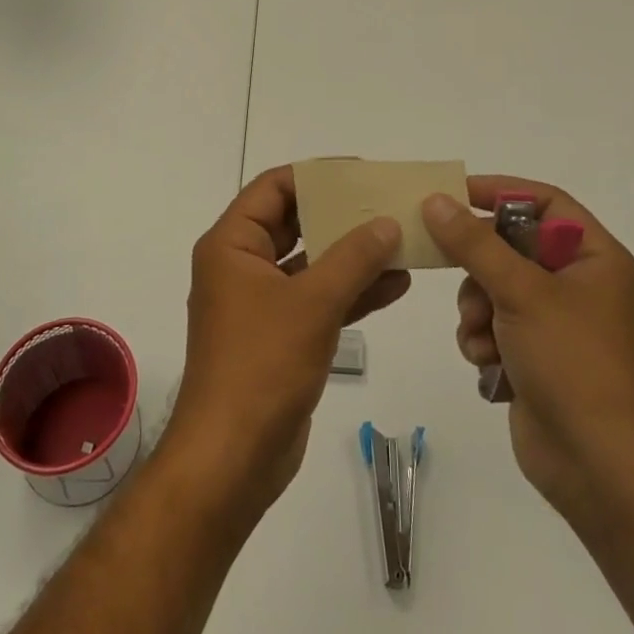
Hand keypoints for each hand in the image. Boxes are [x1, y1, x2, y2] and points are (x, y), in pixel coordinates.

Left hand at [168, 166, 409, 513]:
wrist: (232, 460)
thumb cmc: (262, 366)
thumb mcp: (313, 303)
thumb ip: (354, 258)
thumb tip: (388, 223)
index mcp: (231, 245)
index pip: (274, 188)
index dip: (316, 175)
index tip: (360, 172)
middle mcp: (242, 265)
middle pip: (294, 222)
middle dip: (341, 215)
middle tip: (386, 203)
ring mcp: (261, 303)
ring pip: (311, 263)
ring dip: (353, 254)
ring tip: (401, 240)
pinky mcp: (280, 335)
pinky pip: (318, 299)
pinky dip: (351, 291)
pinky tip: (396, 284)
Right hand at [422, 177, 633, 520]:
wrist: (599, 468)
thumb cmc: (572, 363)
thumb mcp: (521, 292)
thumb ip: (473, 243)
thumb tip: (435, 201)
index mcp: (593, 257)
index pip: (544, 201)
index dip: (500, 192)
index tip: (453, 194)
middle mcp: (576, 283)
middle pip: (510, 245)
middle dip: (479, 266)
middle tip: (454, 270)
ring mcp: (553, 322)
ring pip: (493, 287)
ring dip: (476, 309)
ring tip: (482, 335)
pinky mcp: (533, 355)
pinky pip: (492, 325)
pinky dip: (482, 340)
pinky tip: (488, 363)